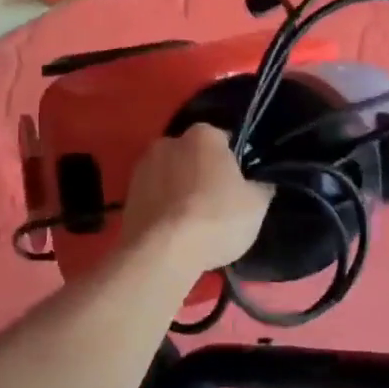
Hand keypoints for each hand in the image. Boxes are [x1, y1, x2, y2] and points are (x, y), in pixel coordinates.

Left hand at [122, 125, 272, 276]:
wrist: (162, 252)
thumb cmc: (216, 219)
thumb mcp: (257, 204)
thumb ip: (260, 185)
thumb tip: (259, 181)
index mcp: (203, 134)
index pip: (225, 141)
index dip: (235, 163)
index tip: (240, 186)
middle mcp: (169, 140)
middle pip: (194, 156)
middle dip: (204, 173)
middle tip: (218, 205)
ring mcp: (143, 165)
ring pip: (171, 175)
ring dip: (180, 190)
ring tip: (192, 222)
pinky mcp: (127, 192)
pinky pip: (154, 195)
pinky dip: (163, 206)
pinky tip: (173, 230)